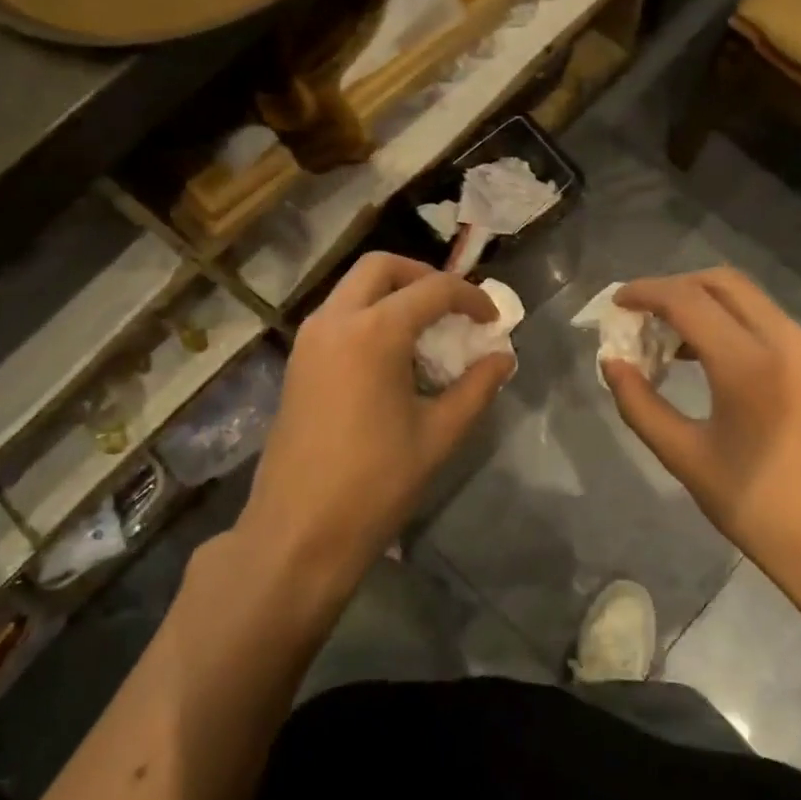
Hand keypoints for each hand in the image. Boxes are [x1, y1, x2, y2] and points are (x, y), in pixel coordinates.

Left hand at [238, 252, 513, 593]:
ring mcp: (308, 340)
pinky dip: (369, 314)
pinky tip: (392, 355)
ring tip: (426, 330)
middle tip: (453, 307)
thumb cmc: (375, 483)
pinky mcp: (297, 362)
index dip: (471, 297)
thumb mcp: (439, 435)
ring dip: (392, 294)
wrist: (298, 531)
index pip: (432, 290)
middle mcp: (334, 321)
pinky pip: (337, 315)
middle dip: (423, 276)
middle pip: (381, 268)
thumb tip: (503, 357)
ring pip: (353, 288)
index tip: (493, 320)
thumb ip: (477, 388)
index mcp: (373, 332)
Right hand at [603, 268, 800, 584]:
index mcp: (749, 363)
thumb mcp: (686, 458)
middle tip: (640, 316)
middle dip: (674, 288)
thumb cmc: (759, 508)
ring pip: (746, 298)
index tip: (615, 303)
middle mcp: (785, 340)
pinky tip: (701, 356)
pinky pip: (764, 321)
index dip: (645, 293)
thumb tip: (611, 363)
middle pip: (721, 282)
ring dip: (702, 304)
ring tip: (663, 340)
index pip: (687, 300)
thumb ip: (640, 405)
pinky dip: (727, 322)